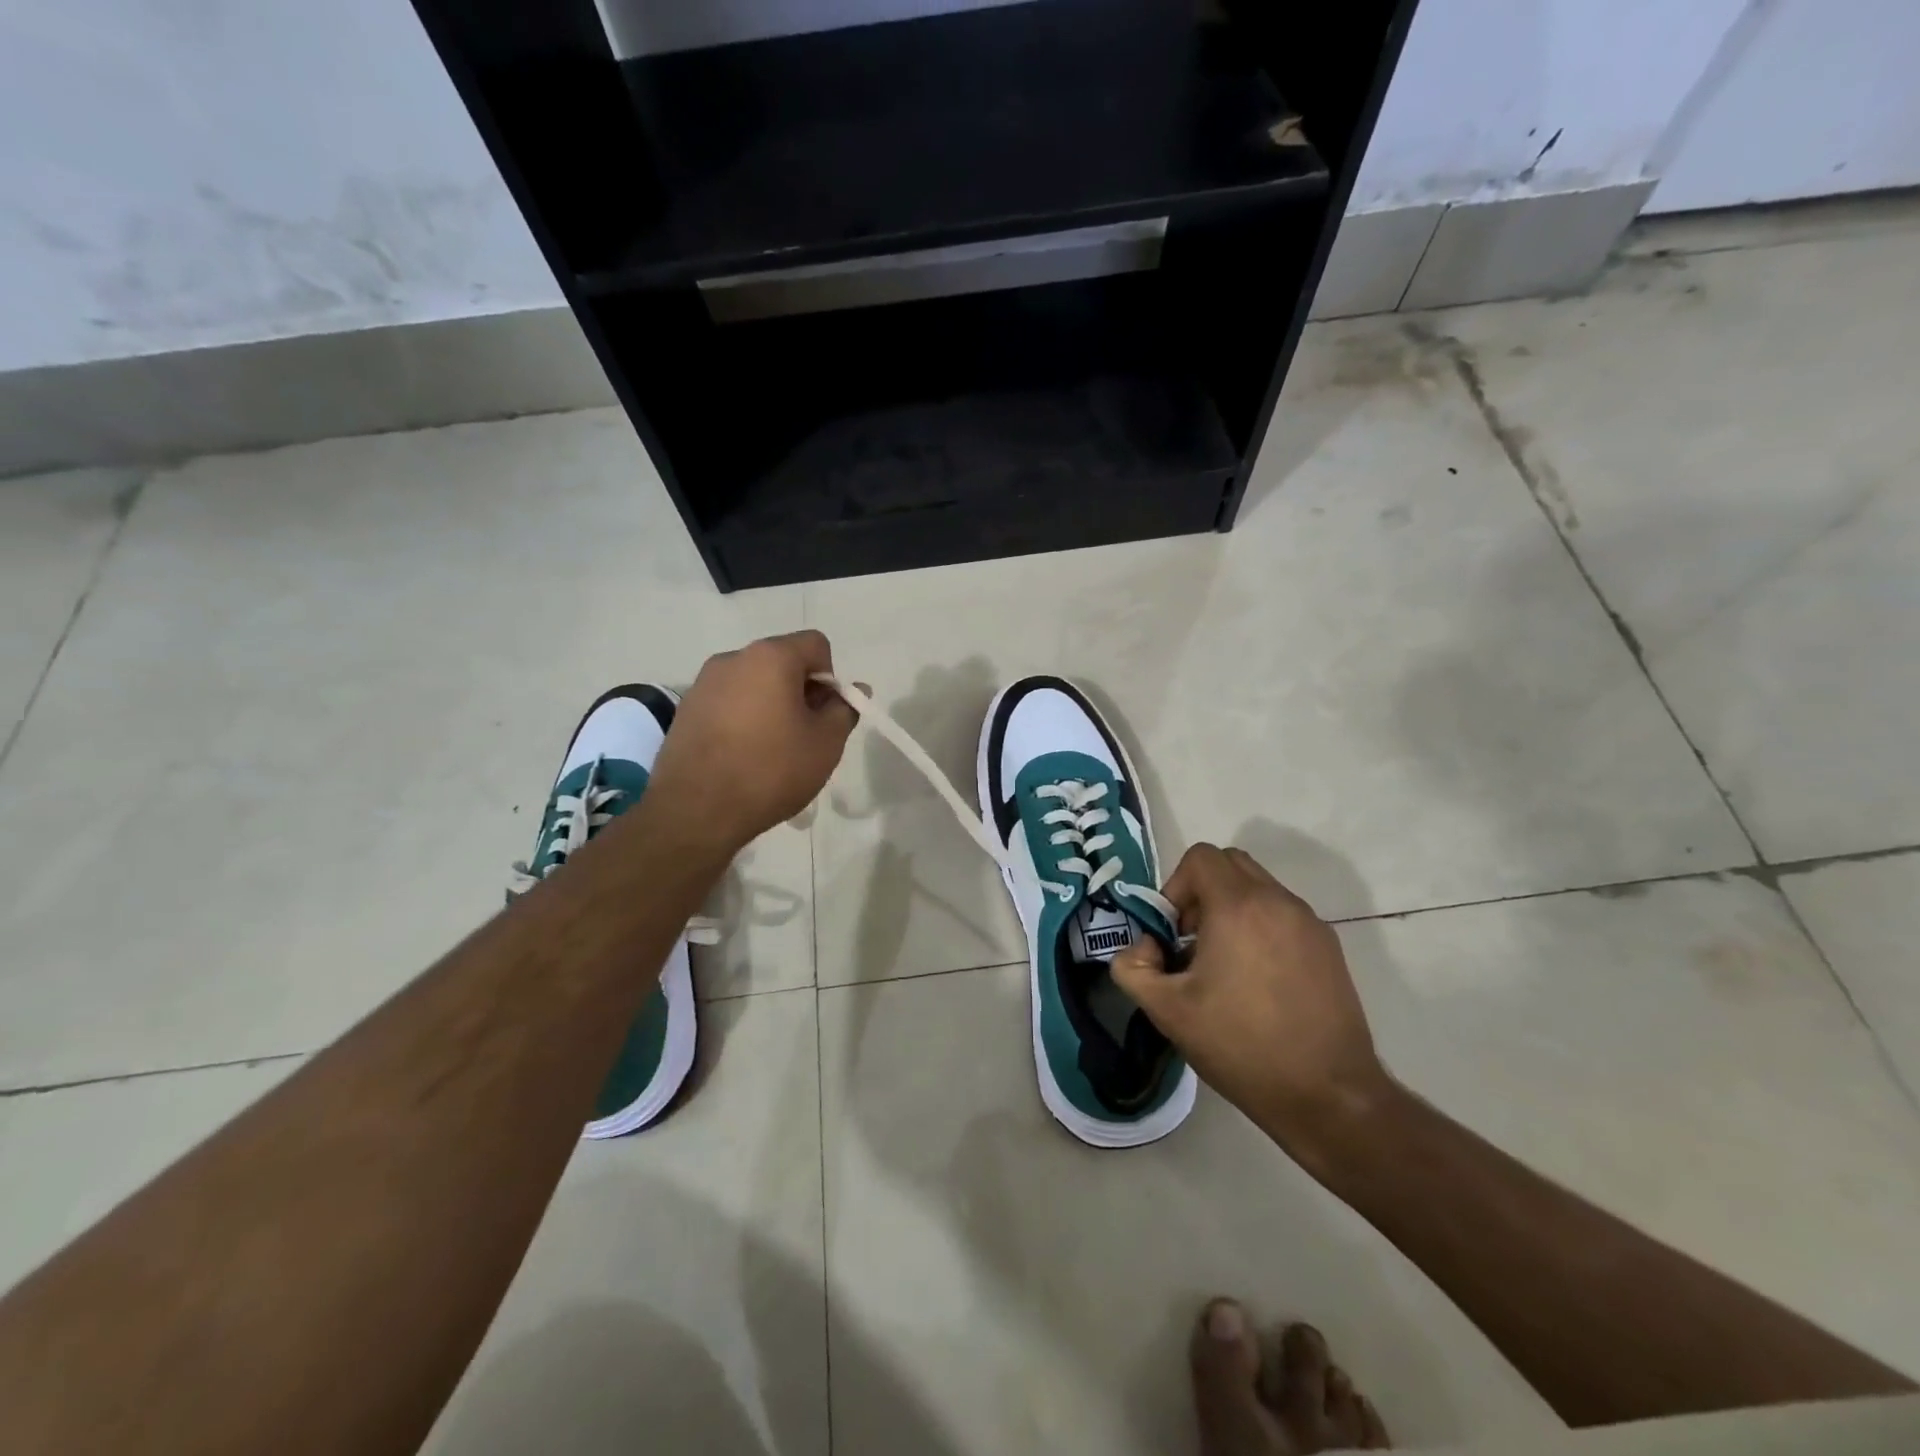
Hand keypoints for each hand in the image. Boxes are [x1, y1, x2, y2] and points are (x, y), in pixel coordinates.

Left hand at [647, 631, 858, 854]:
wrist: (696, 810)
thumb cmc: (771, 770)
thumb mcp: (826, 743)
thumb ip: (844, 710)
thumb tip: (854, 691)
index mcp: (770, 657)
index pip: (816, 645)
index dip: (830, 678)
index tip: (825, 714)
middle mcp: (733, 658)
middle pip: (781, 662)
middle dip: (800, 691)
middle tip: (805, 735)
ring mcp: (703, 683)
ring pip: (753, 683)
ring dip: (771, 705)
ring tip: (772, 750)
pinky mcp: (685, 710)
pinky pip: (728, 703)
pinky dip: (743, 719)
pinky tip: (743, 756)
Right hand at [1111, 845, 1392, 1154]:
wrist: (1329, 1096)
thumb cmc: (1241, 1047)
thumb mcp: (1167, 1011)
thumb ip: (1133, 967)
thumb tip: (1145, 947)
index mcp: (1238, 908)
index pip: (1201, 857)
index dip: (1175, 886)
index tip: (1172, 932)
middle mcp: (1278, 902)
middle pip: (1230, 864)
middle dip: (1201, 891)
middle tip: (1191, 940)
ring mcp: (1310, 923)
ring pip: (1259, 888)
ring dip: (1231, 909)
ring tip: (1222, 965)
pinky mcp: (1329, 947)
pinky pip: (1283, 915)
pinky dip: (1260, 927)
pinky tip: (1256, 982)